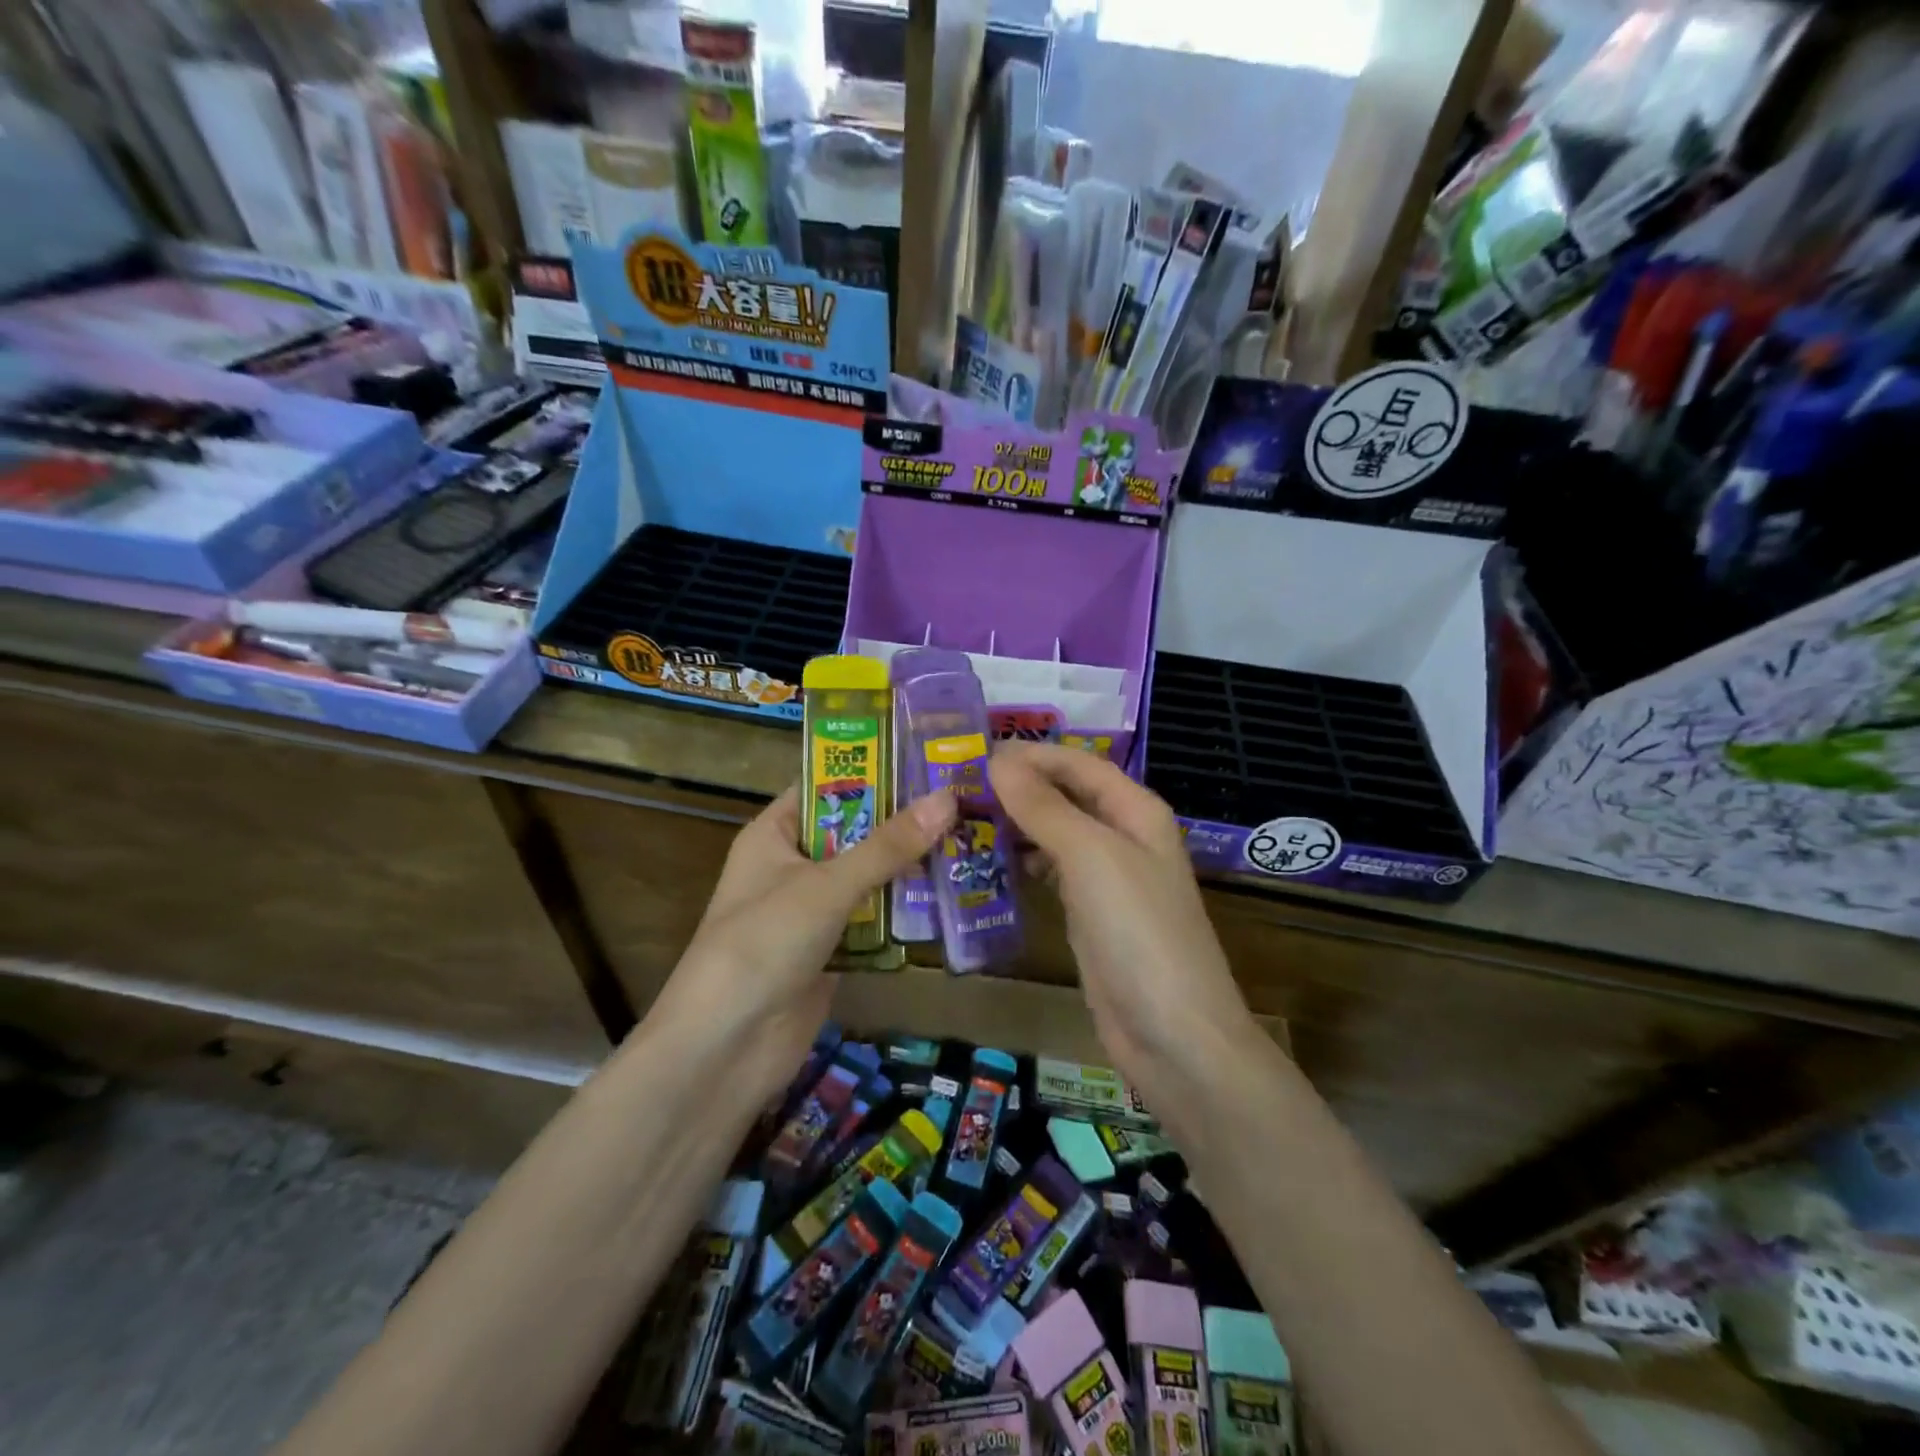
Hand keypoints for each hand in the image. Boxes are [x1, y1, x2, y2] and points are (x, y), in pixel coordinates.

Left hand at [655, 786, 955, 1096]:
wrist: (726, 1048)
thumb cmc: (764, 943)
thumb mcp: (826, 885)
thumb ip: (888, 845)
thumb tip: (948, 798)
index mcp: (774, 835)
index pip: (825, 787)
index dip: (872, 771)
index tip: (927, 758)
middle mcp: (793, 866)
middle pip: (854, 832)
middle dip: (903, 821)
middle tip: (965, 798)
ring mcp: (812, 911)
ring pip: (869, 877)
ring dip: (910, 867)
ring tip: (972, 838)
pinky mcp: (832, 951)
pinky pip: (874, 920)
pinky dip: (905, 912)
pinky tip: (952, 896)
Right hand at [989, 743, 1260, 1119]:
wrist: (1172, 1034)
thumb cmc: (1137, 930)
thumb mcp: (1090, 856)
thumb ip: (1044, 806)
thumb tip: (998, 761)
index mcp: (1136, 811)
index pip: (1080, 764)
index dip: (1032, 754)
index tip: (975, 753)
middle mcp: (1124, 837)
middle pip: (1067, 796)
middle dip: (1020, 786)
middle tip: (957, 784)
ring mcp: (1107, 879)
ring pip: (1056, 833)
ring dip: (1017, 822)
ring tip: (963, 817)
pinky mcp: (1089, 915)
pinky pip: (1052, 872)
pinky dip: (1023, 861)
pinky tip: (989, 862)